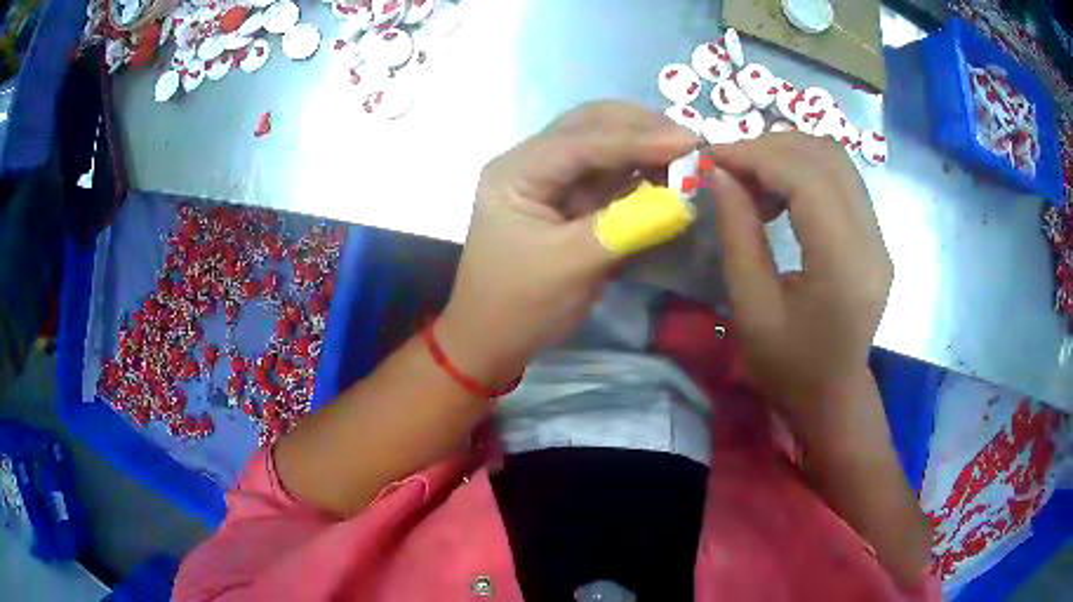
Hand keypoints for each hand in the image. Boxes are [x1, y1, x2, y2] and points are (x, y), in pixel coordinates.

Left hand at [439, 102, 698, 387]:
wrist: (494, 339)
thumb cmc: (519, 306)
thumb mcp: (570, 267)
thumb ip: (625, 227)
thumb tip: (682, 201)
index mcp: (516, 172)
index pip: (580, 141)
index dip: (636, 138)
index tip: (689, 141)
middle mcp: (532, 163)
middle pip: (590, 125)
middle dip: (642, 128)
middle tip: (691, 141)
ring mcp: (552, 179)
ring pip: (604, 143)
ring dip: (645, 143)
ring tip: (687, 153)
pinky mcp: (571, 199)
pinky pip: (611, 173)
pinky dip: (641, 169)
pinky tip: (669, 171)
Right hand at [705, 134, 892, 419]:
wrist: (833, 396)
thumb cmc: (788, 367)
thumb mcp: (751, 308)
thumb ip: (738, 234)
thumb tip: (720, 174)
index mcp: (845, 266)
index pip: (808, 179)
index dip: (757, 155)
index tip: (713, 157)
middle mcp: (872, 241)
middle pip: (826, 157)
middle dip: (770, 147)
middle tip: (728, 166)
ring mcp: (878, 236)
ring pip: (836, 161)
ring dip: (788, 155)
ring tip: (750, 178)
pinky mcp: (874, 236)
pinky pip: (840, 180)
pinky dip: (803, 171)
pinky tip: (777, 193)